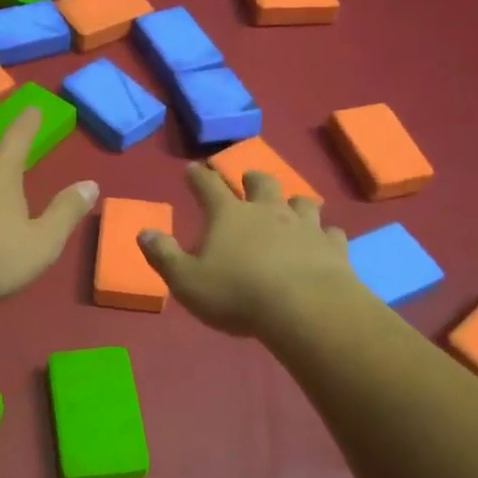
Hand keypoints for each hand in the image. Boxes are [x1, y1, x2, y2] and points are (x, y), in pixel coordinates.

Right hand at [139, 165, 355, 336]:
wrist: (305, 308)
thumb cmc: (237, 294)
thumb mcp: (187, 281)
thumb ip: (164, 255)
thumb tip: (144, 232)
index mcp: (229, 215)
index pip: (208, 186)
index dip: (198, 176)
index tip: (193, 169)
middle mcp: (268, 211)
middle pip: (261, 182)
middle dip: (252, 179)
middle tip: (249, 179)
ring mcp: (304, 225)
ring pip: (302, 201)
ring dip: (294, 201)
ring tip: (292, 205)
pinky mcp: (332, 246)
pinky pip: (331, 232)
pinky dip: (325, 234)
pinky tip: (325, 240)